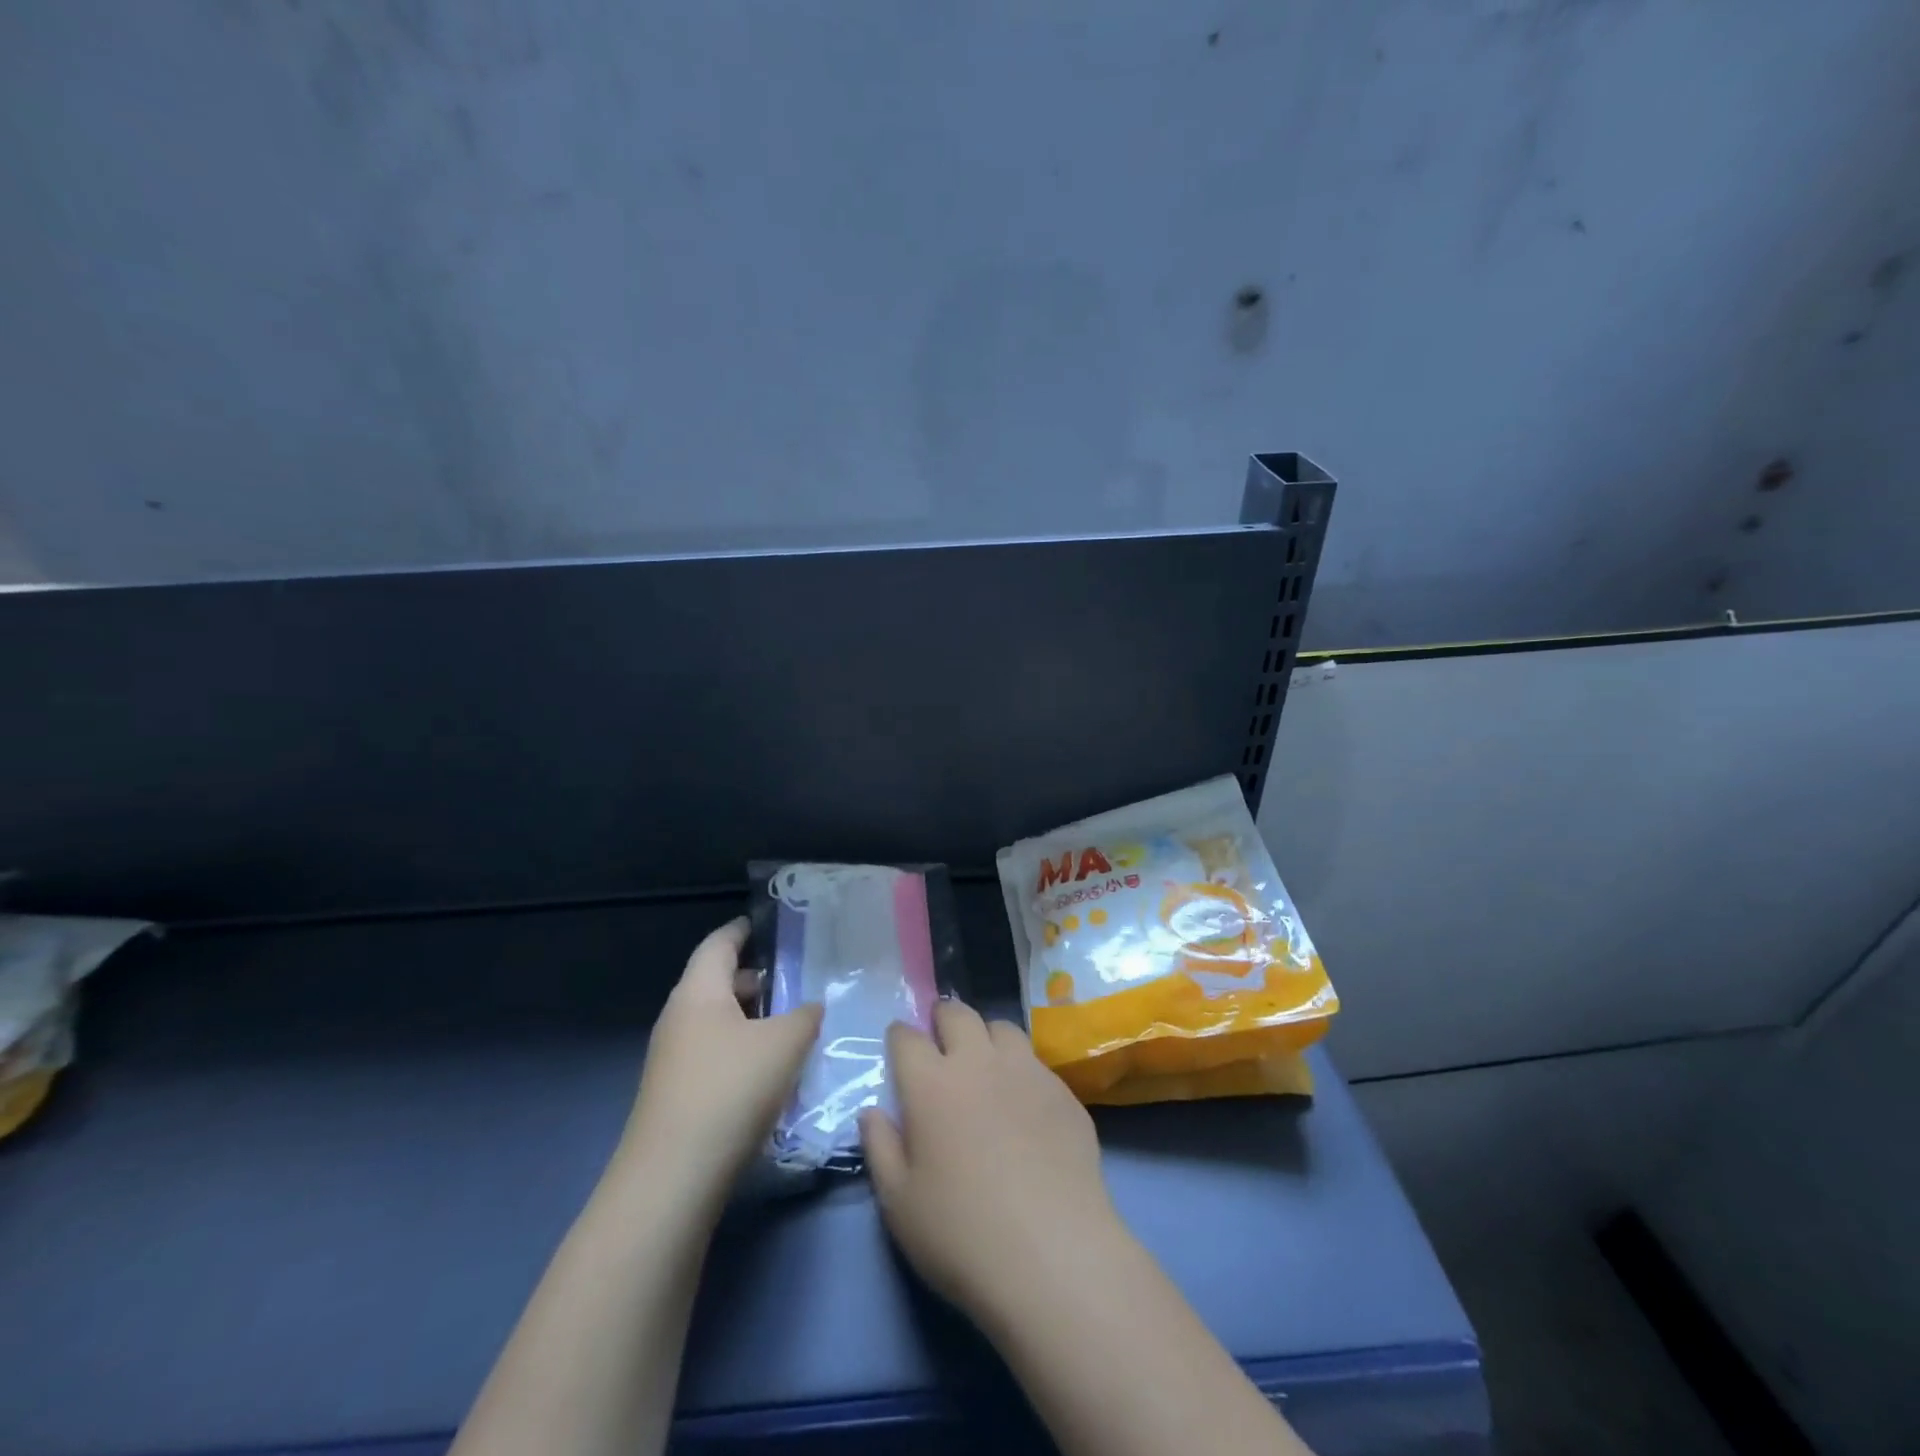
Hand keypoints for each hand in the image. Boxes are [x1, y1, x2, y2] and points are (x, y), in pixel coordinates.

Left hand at [617, 918, 821, 1214]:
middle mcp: (680, 1019)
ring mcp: (674, 1060)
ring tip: (793, 1026)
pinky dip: (744, 1052)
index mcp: (698, 992)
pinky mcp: (678, 1096)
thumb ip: (805, 1015)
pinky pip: (716, 1056)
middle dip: (756, 980)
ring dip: (753, 1020)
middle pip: (718, 984)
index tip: (766, 924)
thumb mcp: (784, 1043)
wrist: (672, 1179)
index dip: (742, 930)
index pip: (719, 944)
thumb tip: (811, 1006)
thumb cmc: (730, 1089)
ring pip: (719, 1024)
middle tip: (796, 980)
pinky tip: (773, 1072)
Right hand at [860, 1002, 1128, 1331]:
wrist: (1052, 1256)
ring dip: (987, 1037)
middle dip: (943, 1019)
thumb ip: (880, 1147)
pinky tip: (1025, 1106)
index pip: (907, 1037)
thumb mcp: (899, 1203)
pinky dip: (1022, 1071)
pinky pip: (1037, 1063)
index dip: (899, 1037)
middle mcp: (978, 1062)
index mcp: (931, 1084)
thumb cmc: (961, 1234)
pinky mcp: (1063, 1091)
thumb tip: (872, 1112)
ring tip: (985, 1065)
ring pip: (1002, 1028)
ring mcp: (1027, 1071)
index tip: (899, 1046)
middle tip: (941, 1041)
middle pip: (958, 1014)